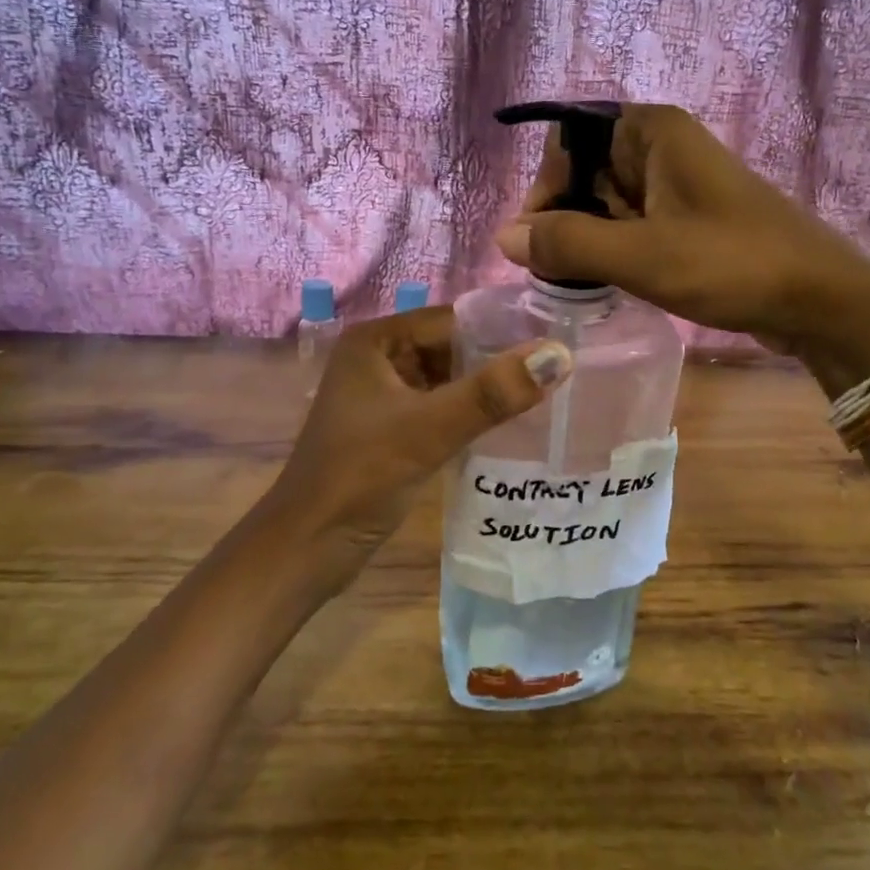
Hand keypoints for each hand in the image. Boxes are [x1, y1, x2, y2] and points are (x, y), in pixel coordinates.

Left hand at [263, 307, 571, 577]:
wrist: (308, 548)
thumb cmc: (361, 477)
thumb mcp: (429, 429)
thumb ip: (493, 392)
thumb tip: (557, 355)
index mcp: (376, 341)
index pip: (453, 320)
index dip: (503, 329)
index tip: (558, 342)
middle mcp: (379, 358)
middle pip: (453, 349)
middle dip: (499, 361)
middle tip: (561, 371)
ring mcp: (384, 395)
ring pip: (450, 380)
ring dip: (489, 390)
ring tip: (549, 394)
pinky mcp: (393, 429)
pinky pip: (443, 408)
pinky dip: (472, 414)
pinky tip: (512, 425)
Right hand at [493, 104, 869, 355]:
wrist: (819, 299)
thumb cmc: (732, 264)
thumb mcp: (641, 255)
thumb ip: (568, 244)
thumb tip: (504, 239)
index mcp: (651, 132)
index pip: (568, 141)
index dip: (544, 187)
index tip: (536, 241)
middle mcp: (661, 147)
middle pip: (584, 172)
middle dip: (564, 220)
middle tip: (556, 273)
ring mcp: (677, 184)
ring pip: (607, 203)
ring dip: (587, 240)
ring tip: (581, 284)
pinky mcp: (688, 219)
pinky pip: (632, 225)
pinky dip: (613, 250)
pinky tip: (611, 283)